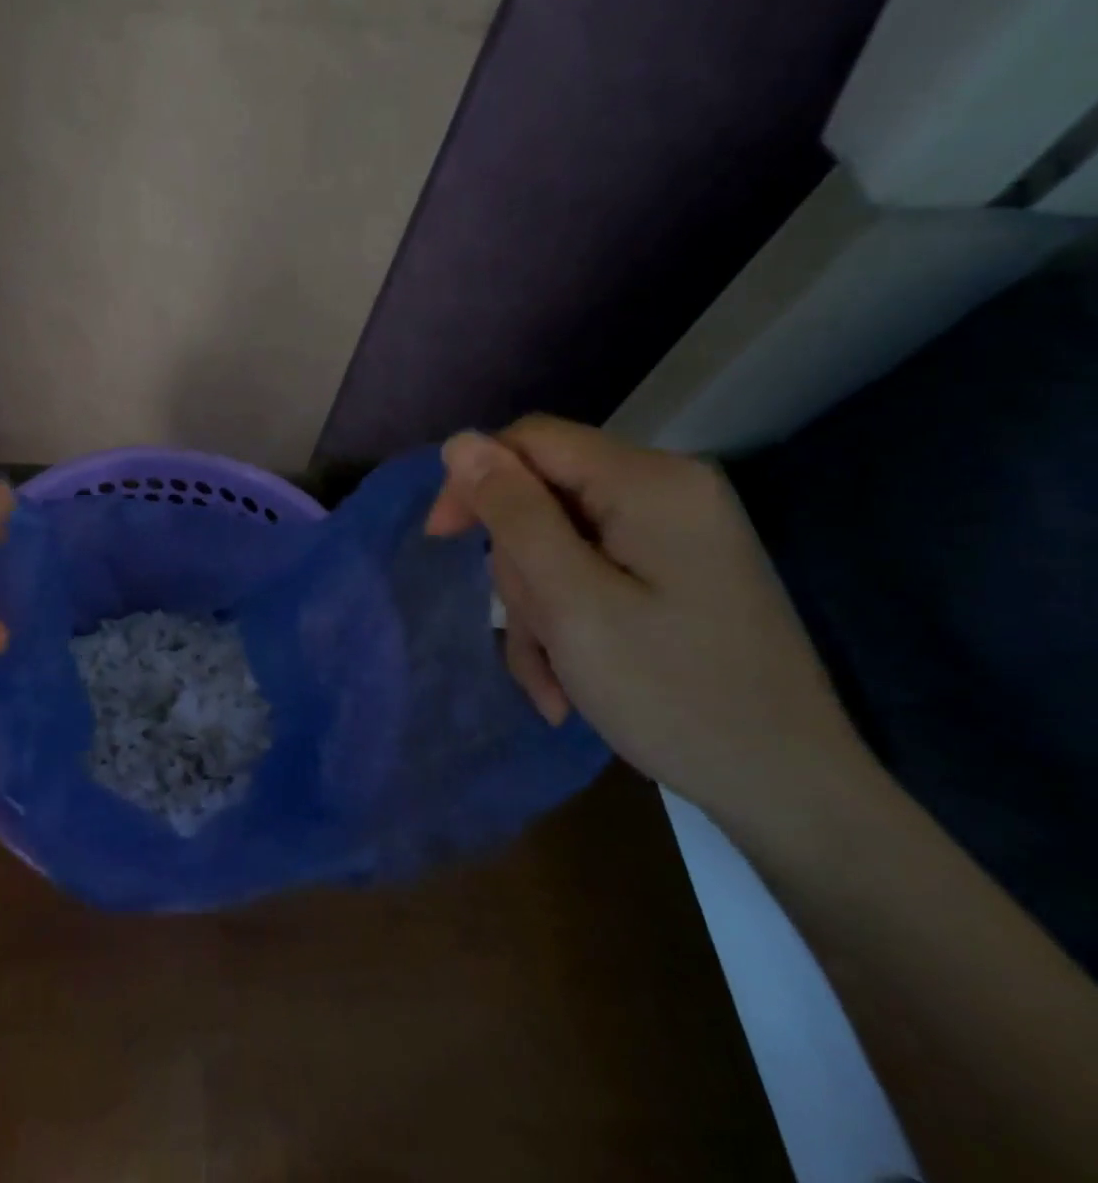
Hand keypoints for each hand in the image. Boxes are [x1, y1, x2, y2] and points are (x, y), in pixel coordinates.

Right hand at [425, 415, 870, 820]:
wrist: (788, 790)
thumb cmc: (672, 693)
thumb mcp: (570, 601)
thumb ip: (513, 513)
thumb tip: (458, 443)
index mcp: (650, 482)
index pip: (530, 441)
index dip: (475, 481)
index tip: (441, 540)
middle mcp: (668, 491)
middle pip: (544, 498)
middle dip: (520, 569)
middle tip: (533, 634)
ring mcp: (675, 533)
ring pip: (558, 543)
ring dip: (539, 609)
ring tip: (553, 677)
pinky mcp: (676, 570)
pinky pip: (591, 572)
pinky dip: (568, 620)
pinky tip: (568, 680)